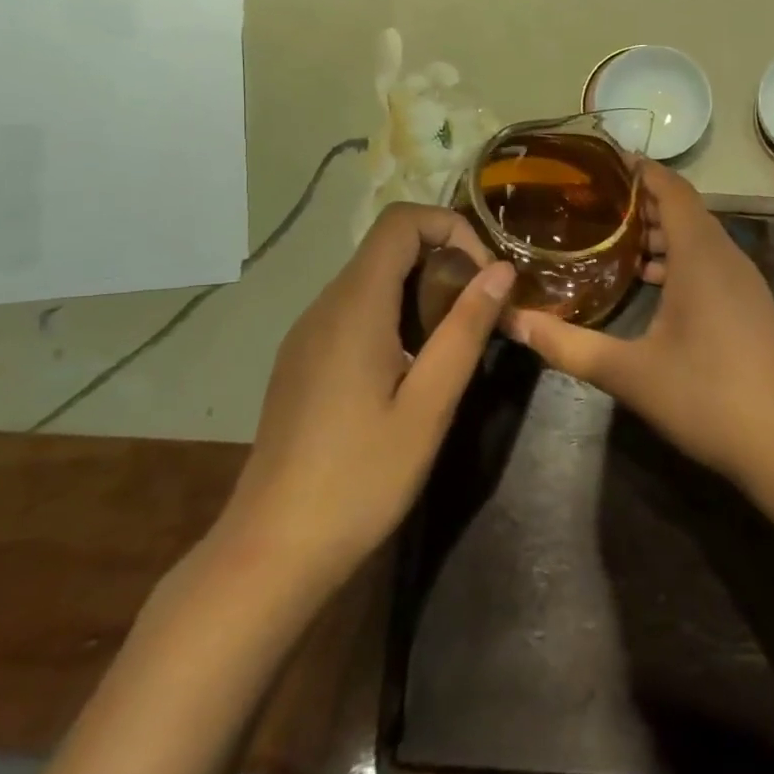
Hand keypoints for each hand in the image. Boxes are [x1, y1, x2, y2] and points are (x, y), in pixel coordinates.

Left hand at [224, 203, 513, 581]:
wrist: (271, 552)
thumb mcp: (429, 405)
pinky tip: (413, 369)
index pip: (401, 222)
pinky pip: (356, 311)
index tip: (485, 278)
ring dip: (423, 292)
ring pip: (374, 279)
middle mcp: (325, 306)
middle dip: (445, 262)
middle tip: (481, 314)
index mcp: (354, 306)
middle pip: (389, 247)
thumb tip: (502, 270)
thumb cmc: (359, 478)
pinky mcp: (303, 361)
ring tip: (455, 343)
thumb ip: (465, 329)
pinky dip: (397, 315)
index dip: (452, 229)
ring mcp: (308, 334)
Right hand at [506, 161, 773, 488]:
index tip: (604, 160)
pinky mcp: (749, 304)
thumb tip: (513, 322)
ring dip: (660, 230)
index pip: (673, 190)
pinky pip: (710, 261)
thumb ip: (568, 345)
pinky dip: (679, 257)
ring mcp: (743, 281)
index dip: (642, 170)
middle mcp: (726, 257)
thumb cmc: (705, 398)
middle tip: (594, 198)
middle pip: (685, 209)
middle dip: (642, 199)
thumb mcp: (628, 373)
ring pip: (699, 237)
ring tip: (613, 236)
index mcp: (701, 257)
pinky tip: (650, 280)